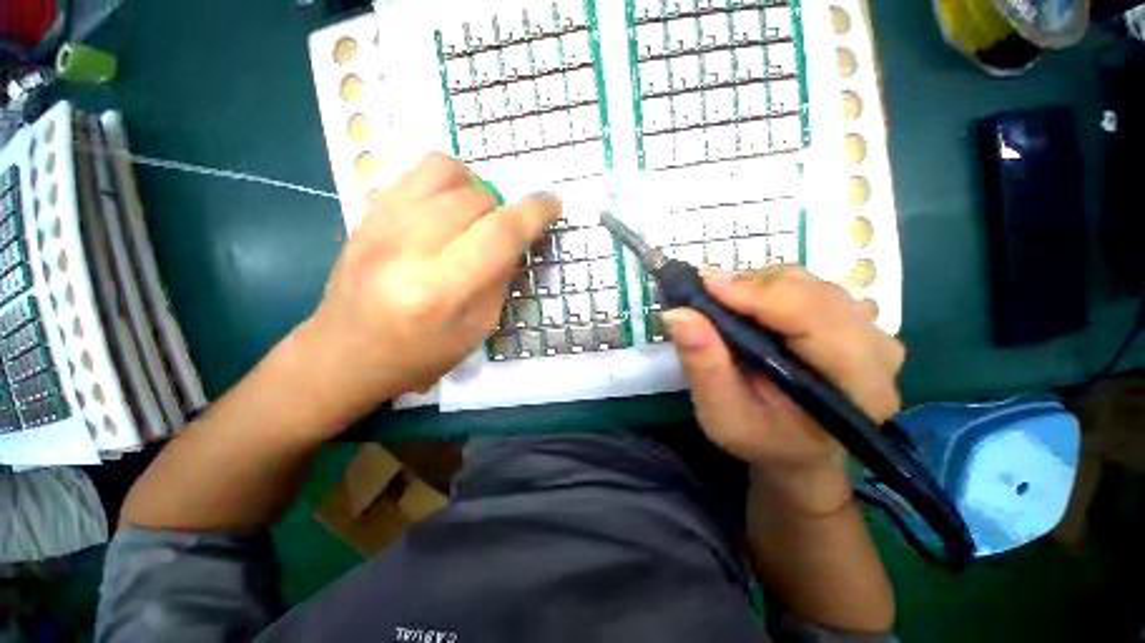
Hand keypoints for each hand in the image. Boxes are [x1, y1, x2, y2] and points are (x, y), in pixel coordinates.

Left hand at [296, 153, 560, 425]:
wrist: (343, 354)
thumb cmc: (418, 355)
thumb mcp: (476, 329)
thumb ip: (499, 279)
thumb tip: (513, 240)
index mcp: (440, 291)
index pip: (499, 233)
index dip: (535, 212)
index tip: (554, 203)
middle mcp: (407, 249)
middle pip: (475, 198)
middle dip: (503, 209)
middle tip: (503, 233)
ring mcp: (379, 225)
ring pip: (444, 170)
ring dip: (475, 188)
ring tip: (476, 214)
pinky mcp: (365, 215)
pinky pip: (415, 173)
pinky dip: (445, 182)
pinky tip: (447, 209)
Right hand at [662, 266, 904, 511]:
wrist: (794, 447)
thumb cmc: (759, 438)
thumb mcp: (721, 414)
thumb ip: (703, 365)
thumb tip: (678, 314)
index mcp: (858, 388)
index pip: (815, 319)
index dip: (759, 295)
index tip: (707, 283)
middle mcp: (877, 352)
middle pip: (815, 293)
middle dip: (753, 286)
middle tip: (706, 293)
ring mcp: (870, 331)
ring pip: (811, 283)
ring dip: (759, 285)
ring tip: (725, 303)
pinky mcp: (854, 321)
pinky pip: (810, 286)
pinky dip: (770, 287)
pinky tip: (749, 307)